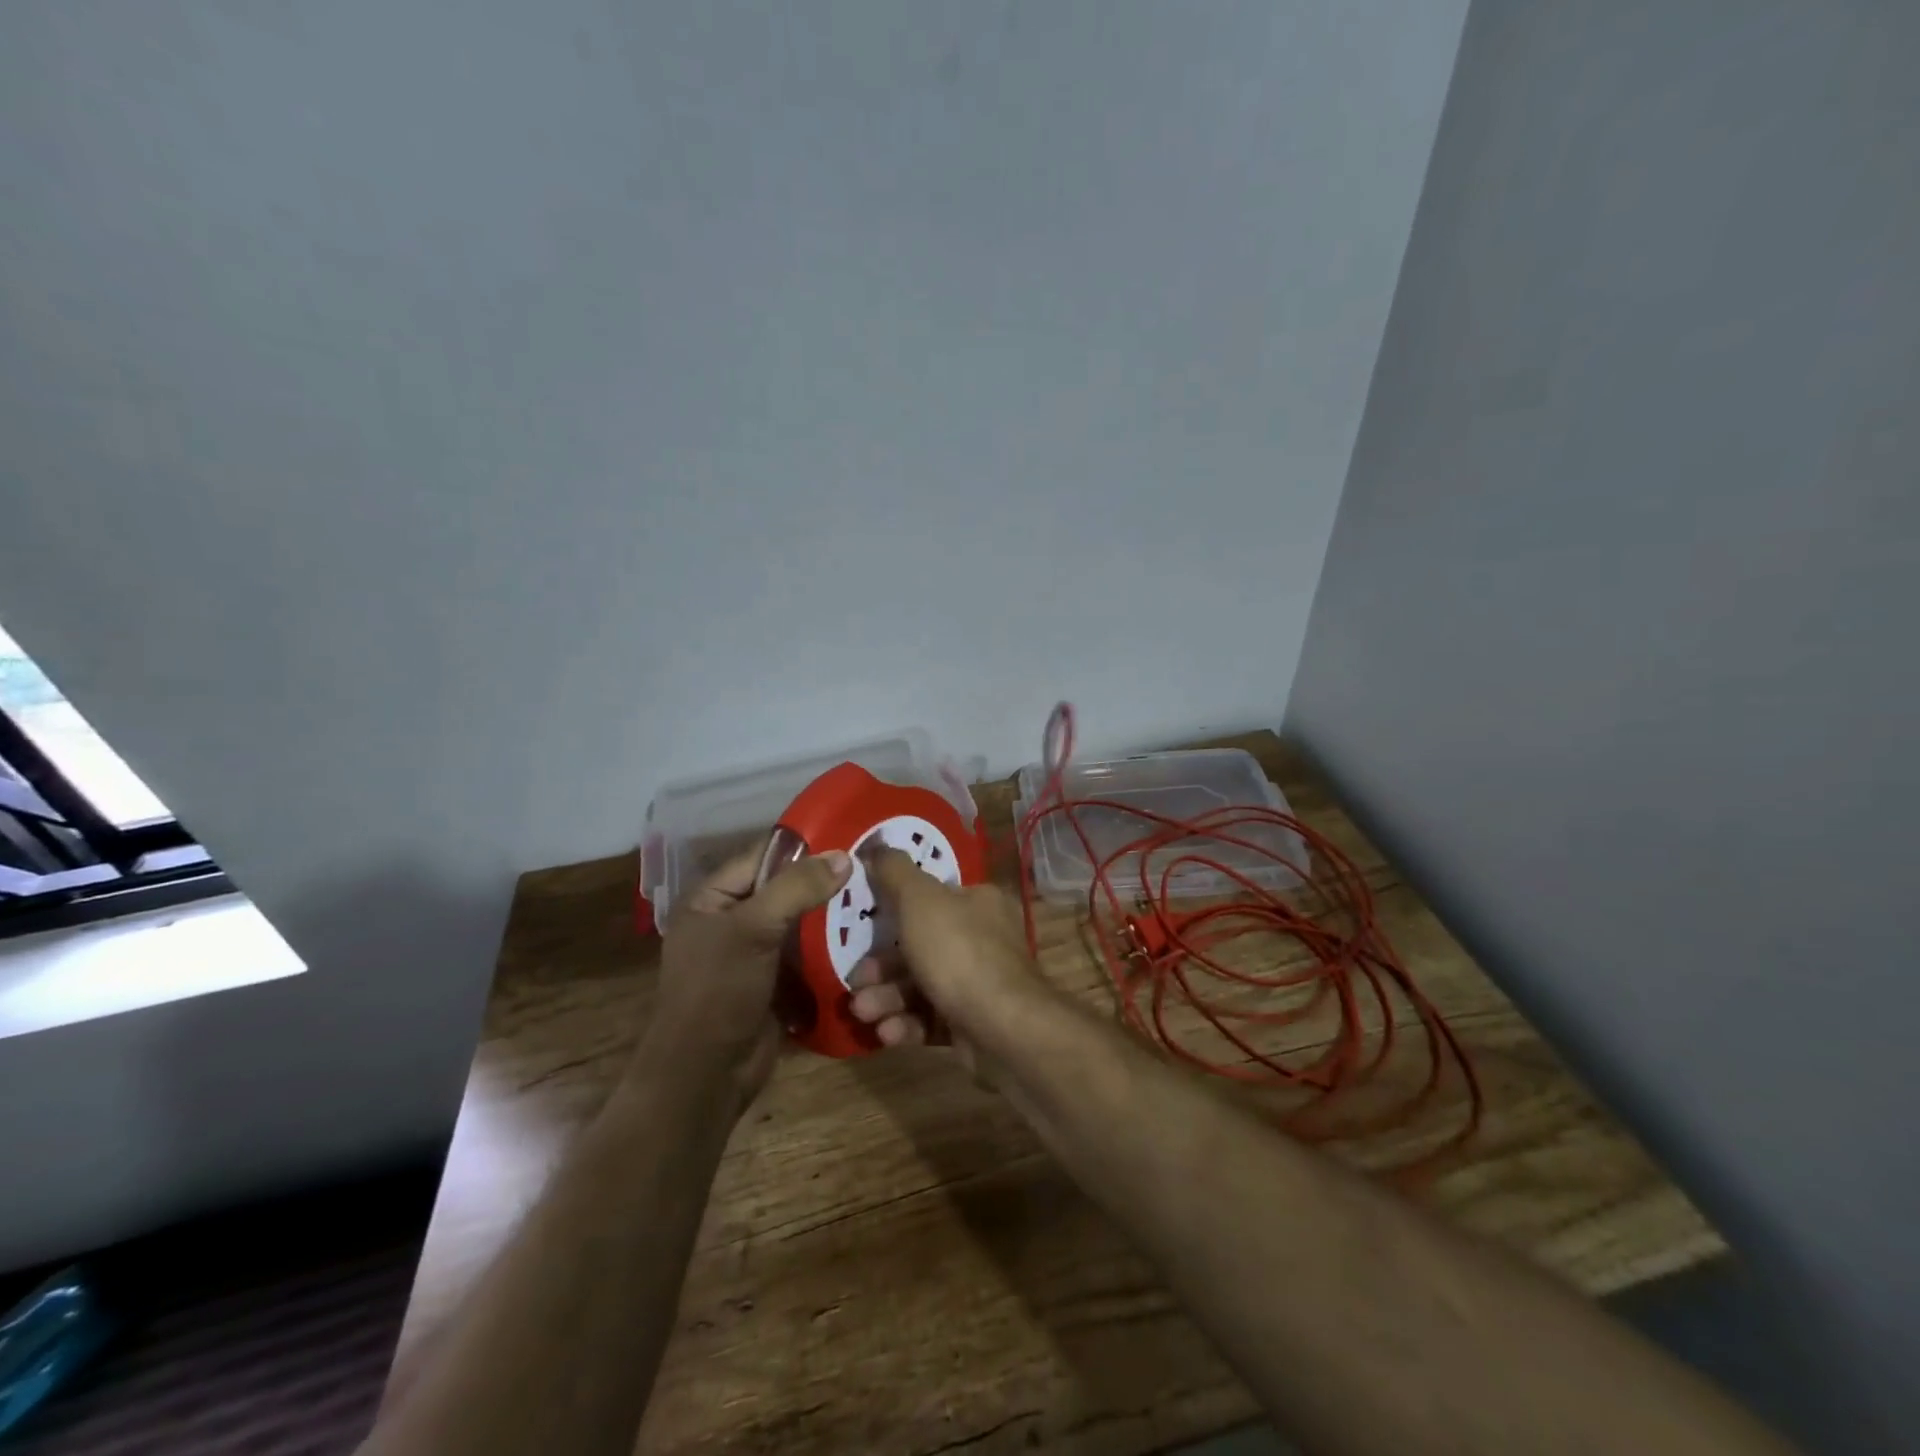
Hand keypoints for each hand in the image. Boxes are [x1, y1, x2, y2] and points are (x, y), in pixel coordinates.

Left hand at [645, 843, 851, 1107]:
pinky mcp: (775, 985)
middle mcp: (731, 923)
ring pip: (800, 925)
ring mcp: (754, 956)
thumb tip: (844, 856)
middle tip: (872, 870)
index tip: (849, 836)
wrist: (704, 1076)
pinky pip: (807, 958)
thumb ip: (797, 888)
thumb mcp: (753, 929)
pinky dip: (831, 950)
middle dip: (823, 883)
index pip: (761, 858)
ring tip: (877, 900)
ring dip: (832, 918)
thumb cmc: (718, 992)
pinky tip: (866, 939)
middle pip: (784, 891)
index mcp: (712, 901)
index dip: (803, 847)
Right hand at [846, 845, 1047, 1079]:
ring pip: (920, 985)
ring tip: (863, 1011)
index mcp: (978, 902)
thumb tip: (877, 843)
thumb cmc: (959, 952)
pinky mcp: (972, 1024)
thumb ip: (895, 871)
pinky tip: (887, 1032)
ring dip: (886, 998)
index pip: (931, 899)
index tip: (861, 928)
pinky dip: (906, 1024)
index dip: (893, 912)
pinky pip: (931, 1019)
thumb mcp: (920, 900)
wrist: (1003, 1028)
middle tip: (855, 982)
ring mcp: (979, 984)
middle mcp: (982, 939)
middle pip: (920, 947)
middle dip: (881, 967)